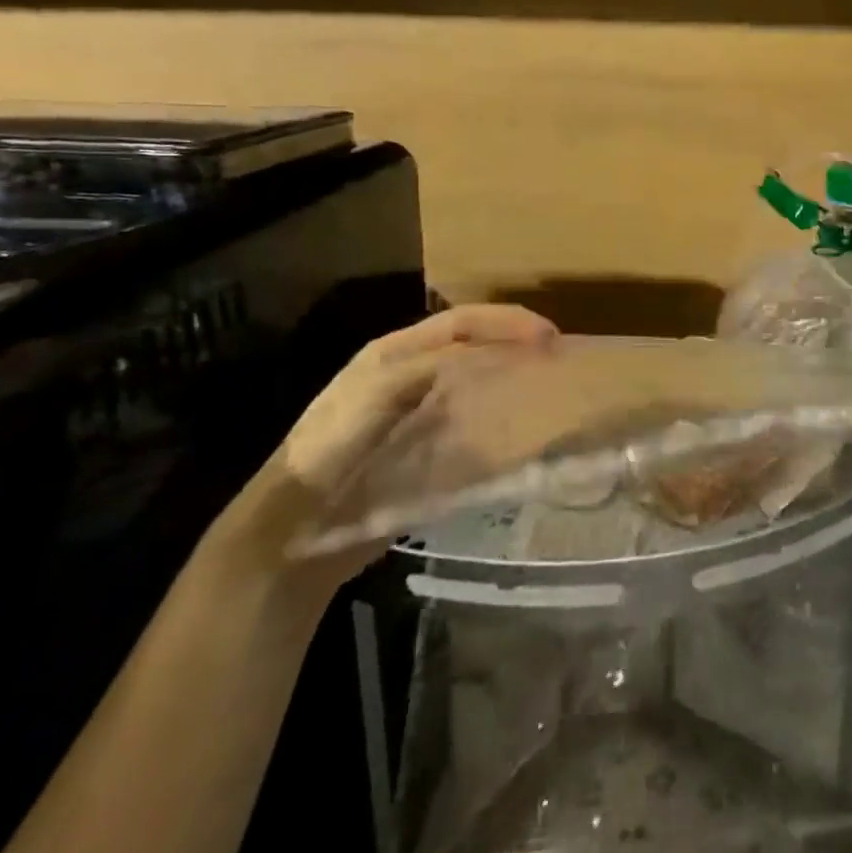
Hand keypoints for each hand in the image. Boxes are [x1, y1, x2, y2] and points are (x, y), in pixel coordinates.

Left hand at [219, 304, 558, 589]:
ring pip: (476, 382)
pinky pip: (471, 422)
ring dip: (513, 380)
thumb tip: (494, 354)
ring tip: (549, 389)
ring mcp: (417, 413)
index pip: (462, 321)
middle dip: (517, 346)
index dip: (507, 322)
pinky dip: (500, 419)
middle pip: (474, 346)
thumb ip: (431, 366)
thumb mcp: (376, 394)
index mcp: (393, 352)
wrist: (293, 531)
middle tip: (558, 361)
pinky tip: (522, 431)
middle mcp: (408, 374)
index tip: (550, 338)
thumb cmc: (331, 451)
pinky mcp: (424, 449)